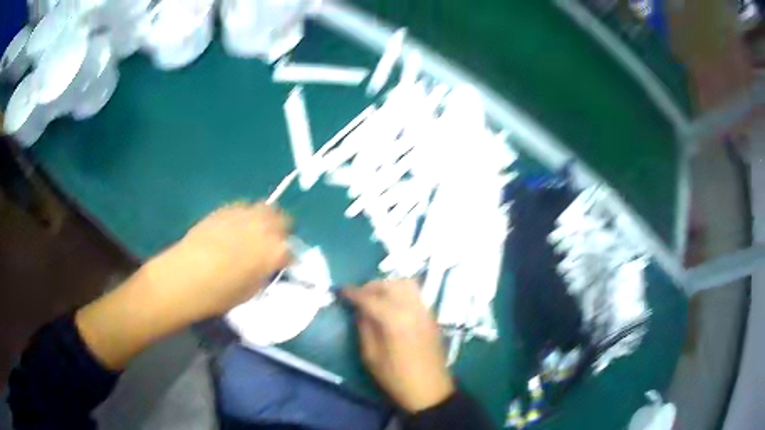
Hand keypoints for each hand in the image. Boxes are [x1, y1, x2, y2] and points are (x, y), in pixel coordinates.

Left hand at [146, 202, 292, 318]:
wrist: (186, 276)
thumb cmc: (221, 293)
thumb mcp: (251, 292)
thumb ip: (264, 275)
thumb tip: (266, 268)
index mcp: (276, 251)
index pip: (292, 252)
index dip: (286, 261)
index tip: (279, 267)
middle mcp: (264, 227)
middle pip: (283, 220)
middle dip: (279, 233)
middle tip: (268, 247)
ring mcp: (244, 214)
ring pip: (265, 208)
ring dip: (264, 220)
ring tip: (251, 234)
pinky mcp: (225, 208)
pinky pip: (243, 208)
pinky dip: (244, 217)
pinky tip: (232, 230)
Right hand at [343, 280, 454, 412]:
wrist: (430, 389)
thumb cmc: (396, 378)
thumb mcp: (371, 357)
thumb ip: (364, 328)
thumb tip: (359, 310)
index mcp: (394, 321)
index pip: (370, 298)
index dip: (353, 293)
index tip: (341, 291)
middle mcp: (412, 309)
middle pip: (389, 285)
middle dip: (371, 286)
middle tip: (358, 297)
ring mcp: (424, 311)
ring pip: (405, 284)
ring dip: (388, 286)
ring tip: (375, 298)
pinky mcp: (431, 316)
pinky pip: (415, 293)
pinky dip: (401, 291)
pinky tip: (392, 305)